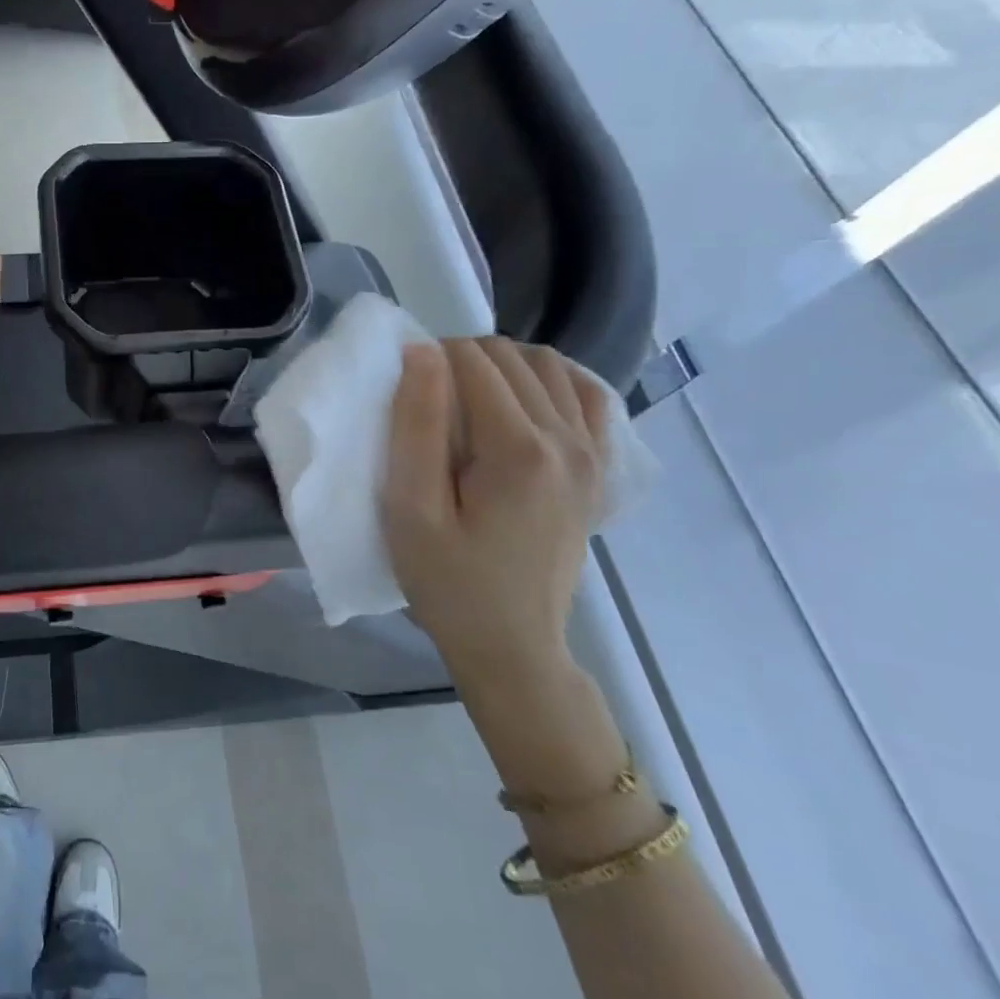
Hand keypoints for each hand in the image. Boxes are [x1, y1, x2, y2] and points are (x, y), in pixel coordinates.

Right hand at [382, 338, 610, 682]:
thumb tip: (422, 352)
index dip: (428, 359)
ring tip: (464, 397)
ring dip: (500, 365)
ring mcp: (593, 455)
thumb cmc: (447, 581)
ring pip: (548, 366)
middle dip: (459, 358)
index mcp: (520, 450)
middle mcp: (569, 441)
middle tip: (423, 398)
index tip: (401, 390)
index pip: (473, 361)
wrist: (512, 646)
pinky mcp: (598, 469)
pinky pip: (585, 395)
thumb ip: (415, 425)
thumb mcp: (410, 509)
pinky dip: (549, 381)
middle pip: (511, 357)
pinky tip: (520, 400)